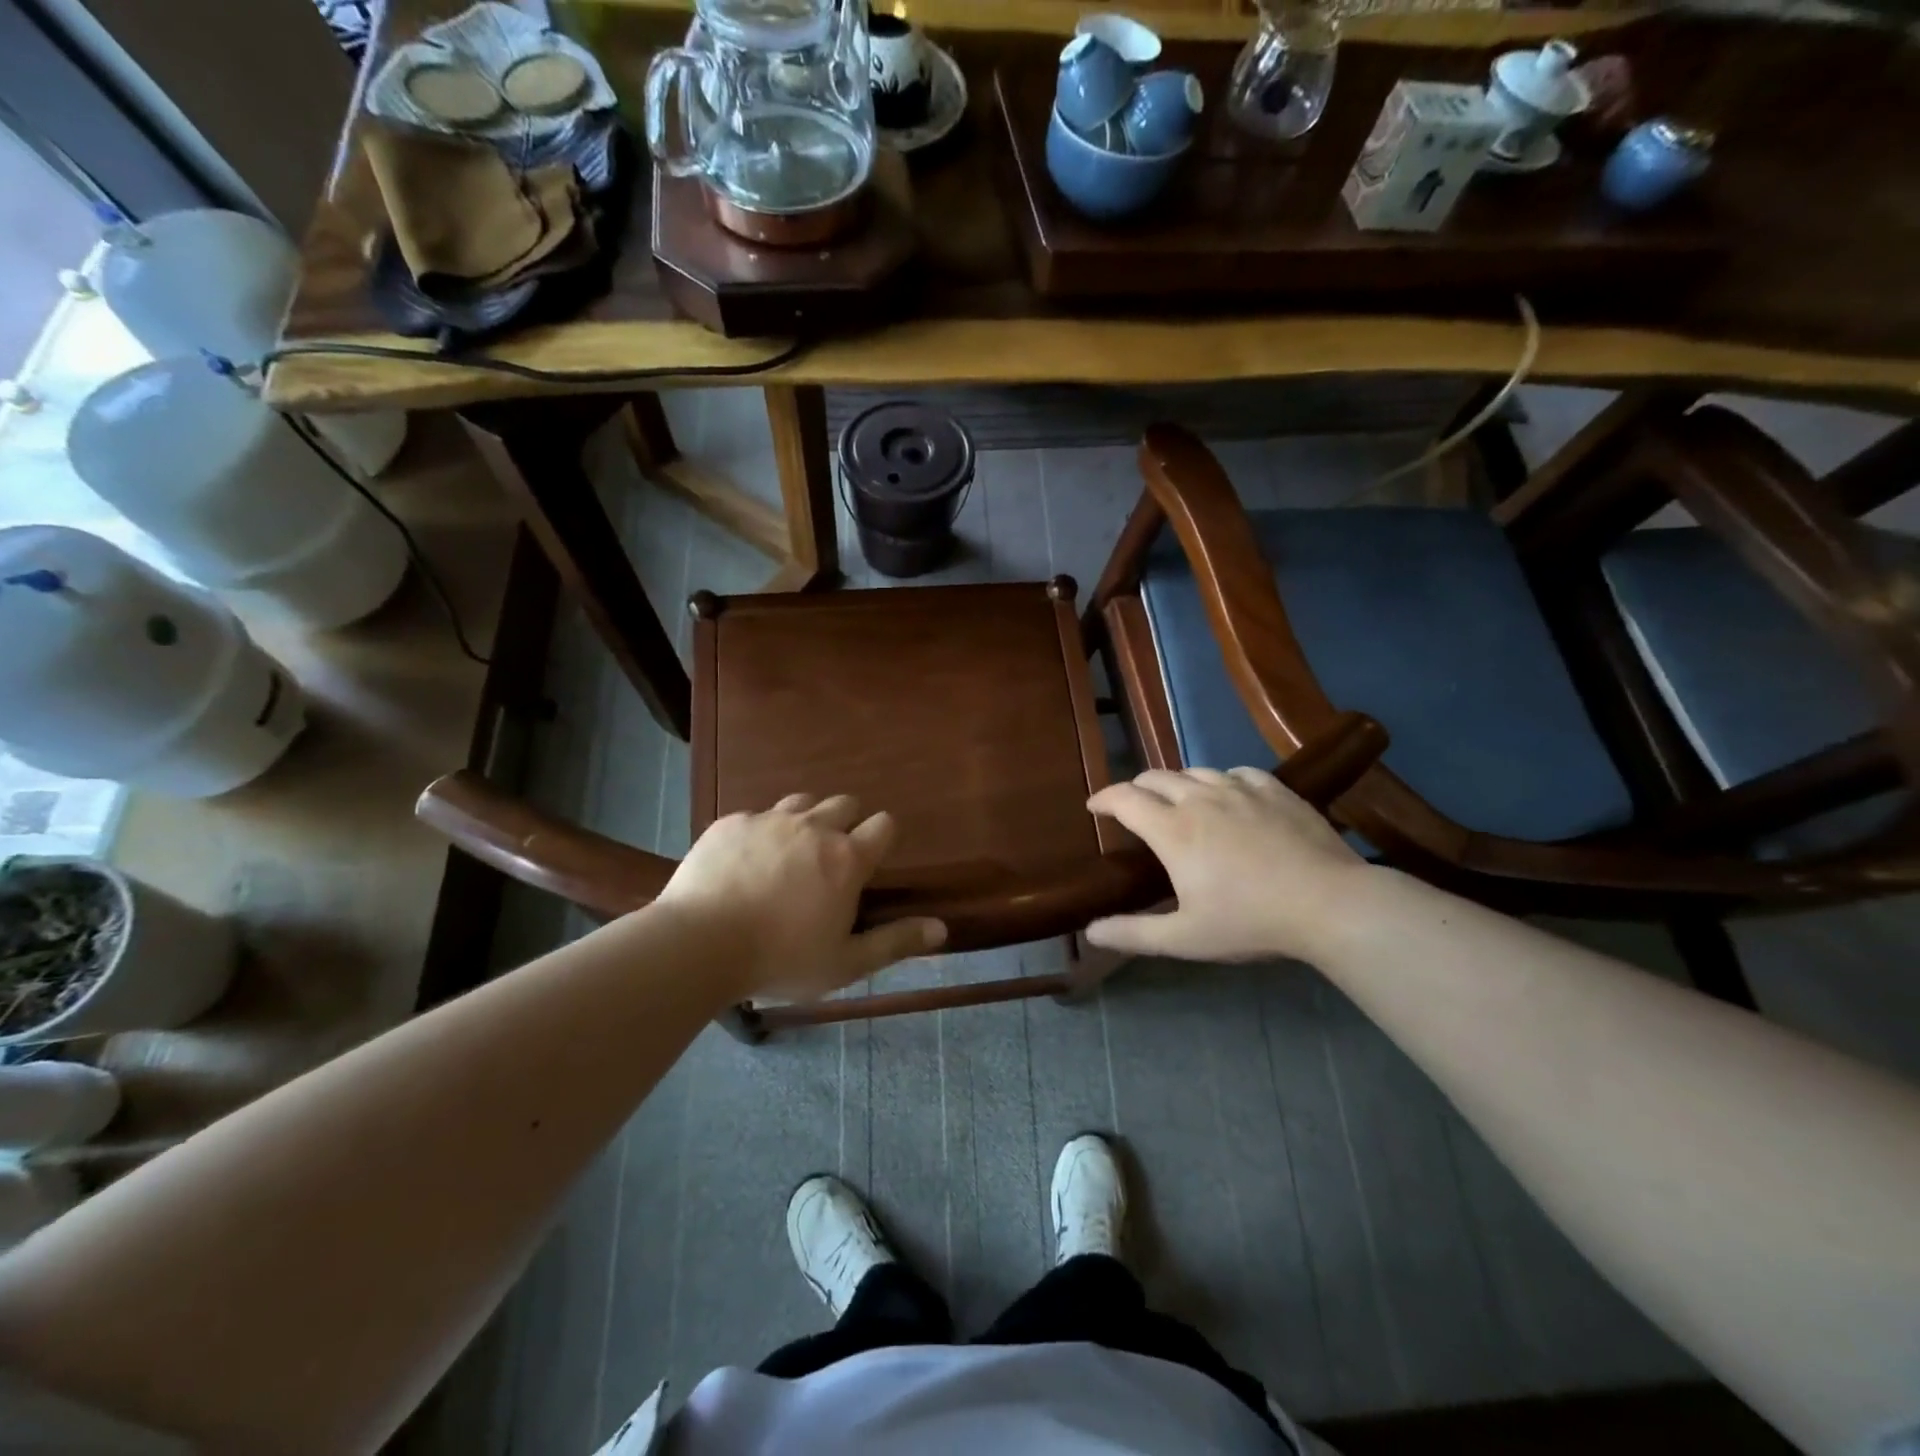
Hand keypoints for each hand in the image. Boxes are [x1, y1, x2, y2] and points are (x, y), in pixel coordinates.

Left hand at [655, 793, 945, 1002]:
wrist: (698, 944)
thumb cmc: (780, 959)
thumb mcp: (844, 962)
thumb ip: (895, 942)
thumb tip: (942, 928)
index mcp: (846, 857)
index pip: (884, 824)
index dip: (883, 838)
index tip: (871, 862)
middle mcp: (813, 827)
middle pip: (846, 803)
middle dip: (847, 823)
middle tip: (831, 860)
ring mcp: (769, 819)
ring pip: (802, 802)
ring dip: (807, 820)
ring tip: (792, 853)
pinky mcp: (731, 822)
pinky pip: (758, 814)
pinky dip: (762, 832)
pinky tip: (747, 862)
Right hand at [1084, 768, 1369, 963]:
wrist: (1330, 903)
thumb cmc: (1251, 921)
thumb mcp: (1185, 938)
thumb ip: (1133, 933)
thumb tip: (1090, 932)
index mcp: (1172, 830)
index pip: (1125, 799)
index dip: (1104, 798)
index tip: (1094, 807)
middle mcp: (1200, 799)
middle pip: (1156, 777)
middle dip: (1136, 788)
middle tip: (1134, 808)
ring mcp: (1240, 789)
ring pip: (1195, 772)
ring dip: (1177, 784)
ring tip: (1178, 802)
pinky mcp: (1274, 789)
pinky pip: (1236, 772)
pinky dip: (1220, 781)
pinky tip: (1229, 796)